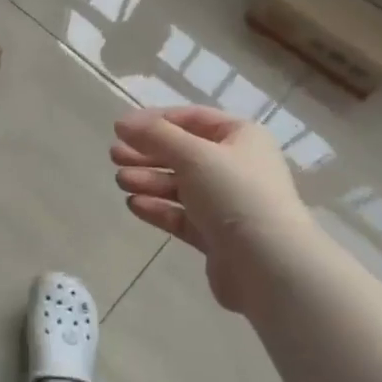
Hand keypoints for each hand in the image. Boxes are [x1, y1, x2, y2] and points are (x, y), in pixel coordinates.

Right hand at [111, 106, 310, 312]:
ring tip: (120, 181)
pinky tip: (134, 205)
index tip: (121, 129)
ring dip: (149, 180)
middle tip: (113, 156)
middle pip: (184, 154)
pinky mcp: (217, 236)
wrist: (267, 263)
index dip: (156, 121)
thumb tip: (122, 122)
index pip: (193, 119)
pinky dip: (159, 208)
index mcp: (242, 137)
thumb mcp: (194, 155)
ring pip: (181, 186)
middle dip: (148, 153)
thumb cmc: (234, 194)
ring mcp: (227, 204)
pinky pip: (182, 216)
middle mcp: (237, 167)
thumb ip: (155, 136)